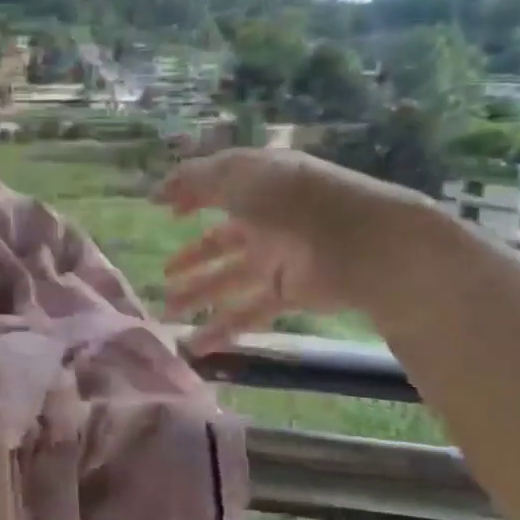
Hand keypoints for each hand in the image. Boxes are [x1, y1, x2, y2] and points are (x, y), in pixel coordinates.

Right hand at [153, 149, 434, 352]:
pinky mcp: (289, 295)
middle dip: (191, 261)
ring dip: (197, 296)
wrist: (362, 242)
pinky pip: (248, 312)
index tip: (166, 213)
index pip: (218, 192)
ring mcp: (278, 260)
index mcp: (258, 188)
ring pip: (228, 281)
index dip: (191, 200)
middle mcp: (266, 223)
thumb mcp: (237, 176)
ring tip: (167, 311)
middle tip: (164, 278)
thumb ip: (192, 181)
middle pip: (220, 244)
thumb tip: (157, 193)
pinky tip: (195, 343)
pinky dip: (222, 329)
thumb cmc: (292, 199)